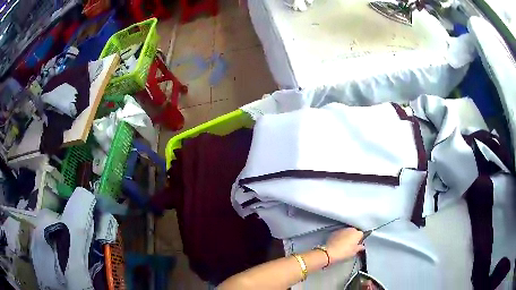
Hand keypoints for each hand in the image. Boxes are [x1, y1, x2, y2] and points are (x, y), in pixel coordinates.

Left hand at [326, 228, 364, 263]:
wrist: (330, 252)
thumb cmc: (344, 252)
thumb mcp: (354, 252)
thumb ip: (360, 247)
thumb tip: (361, 246)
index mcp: (357, 233)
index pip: (362, 234)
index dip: (360, 240)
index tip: (357, 245)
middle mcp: (350, 229)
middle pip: (354, 232)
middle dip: (353, 237)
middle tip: (351, 245)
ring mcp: (342, 229)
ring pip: (347, 232)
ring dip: (347, 236)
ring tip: (344, 245)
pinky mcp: (334, 232)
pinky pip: (340, 233)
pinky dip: (340, 237)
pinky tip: (338, 243)